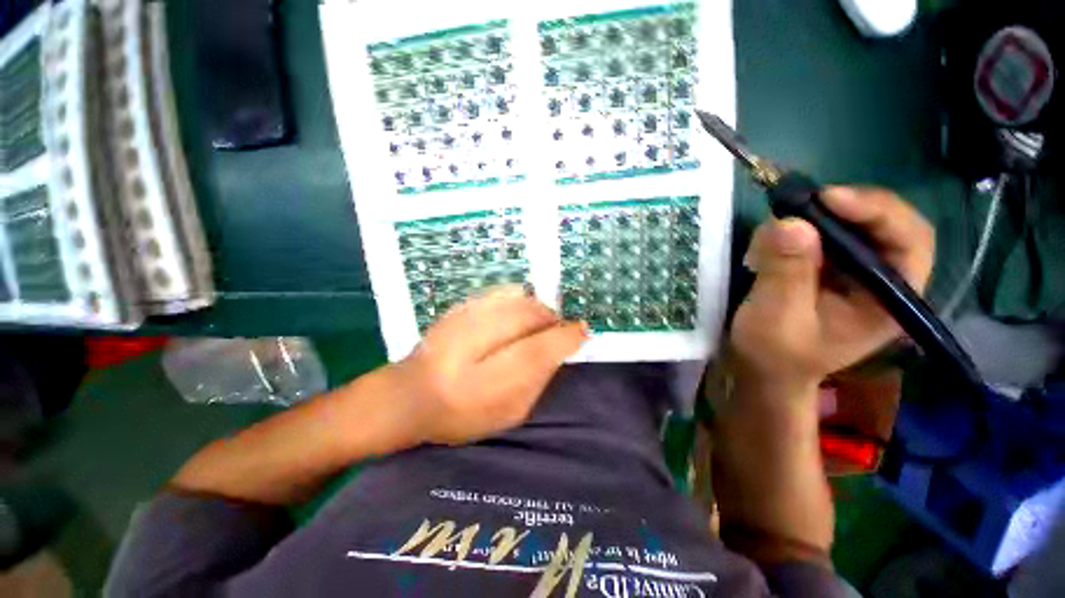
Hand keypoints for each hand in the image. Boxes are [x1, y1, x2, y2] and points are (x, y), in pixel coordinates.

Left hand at [395, 286, 587, 445]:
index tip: (582, 331)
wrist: (409, 394)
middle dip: (552, 320)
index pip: (540, 349)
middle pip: (532, 315)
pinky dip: (519, 301)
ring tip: (535, 325)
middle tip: (555, 332)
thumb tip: (559, 348)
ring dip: (537, 310)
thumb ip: (538, 380)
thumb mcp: (508, 413)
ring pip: (520, 299)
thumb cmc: (461, 413)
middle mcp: (475, 342)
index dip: (567, 336)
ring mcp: (465, 317)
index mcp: (487, 381)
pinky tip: (515, 316)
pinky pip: (503, 293)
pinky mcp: (461, 305)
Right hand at [730, 187, 934, 392]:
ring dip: (808, 220)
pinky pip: (818, 232)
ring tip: (769, 242)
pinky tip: (767, 250)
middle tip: (794, 206)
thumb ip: (785, 274)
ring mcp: (853, 270)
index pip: (909, 240)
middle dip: (838, 210)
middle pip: (881, 222)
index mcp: (889, 299)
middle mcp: (881, 278)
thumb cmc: (775, 354)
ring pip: (847, 222)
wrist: (764, 368)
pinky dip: (792, 231)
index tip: (827, 199)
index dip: (877, 211)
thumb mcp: (776, 319)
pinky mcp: (827, 266)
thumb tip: (790, 223)